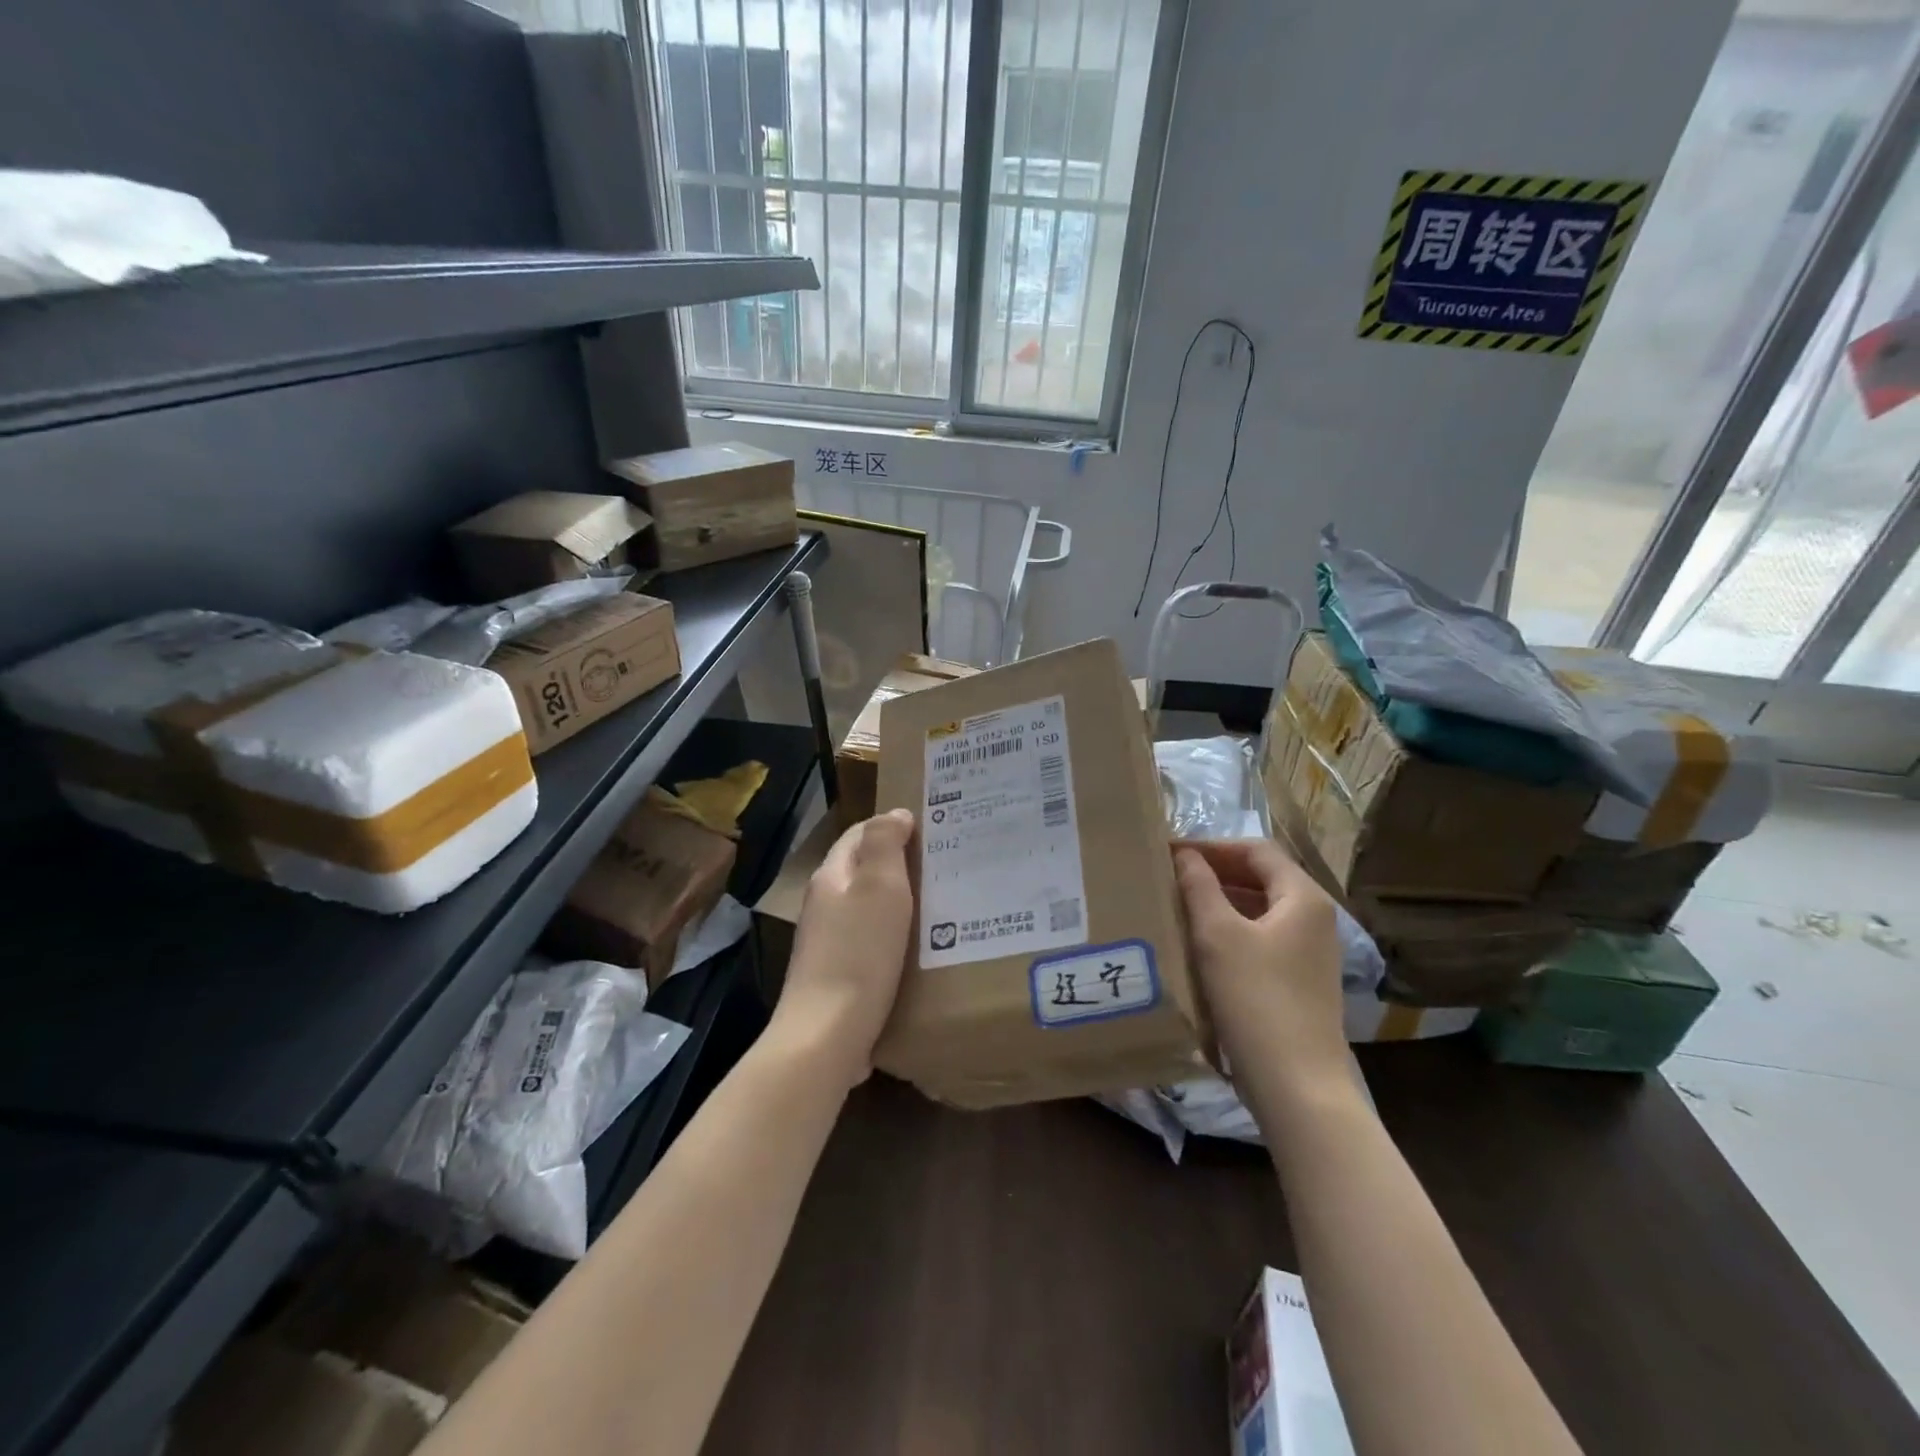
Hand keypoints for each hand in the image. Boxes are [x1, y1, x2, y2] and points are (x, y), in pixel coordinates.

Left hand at [777, 808, 915, 1087]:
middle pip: (862, 870)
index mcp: (831, 876)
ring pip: (868, 907)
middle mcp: (824, 904)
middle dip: (899, 862)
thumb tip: (895, 814)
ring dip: (899, 900)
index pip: (859, 834)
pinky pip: (871, 941)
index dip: (892, 825)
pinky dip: (895, 934)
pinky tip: (919, 947)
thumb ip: (885, 844)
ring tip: (940, 902)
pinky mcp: (838, 975)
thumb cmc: (859, 953)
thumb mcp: (879, 888)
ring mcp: (828, 942)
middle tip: (944, 864)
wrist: (827, 1036)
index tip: (933, 828)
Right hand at [1175, 839, 1348, 1097]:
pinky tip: (1199, 942)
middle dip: (1215, 871)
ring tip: (1177, 903)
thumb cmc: (1255, 998)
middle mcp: (1314, 918)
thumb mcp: (1217, 935)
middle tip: (1169, 874)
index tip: (1170, 851)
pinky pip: (1261, 938)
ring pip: (1259, 909)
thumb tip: (1184, 855)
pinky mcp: (1298, 980)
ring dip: (1220, 900)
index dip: (1212, 846)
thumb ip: (1199, 886)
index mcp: (1303, 897)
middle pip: (1261, 877)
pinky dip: (1230, 929)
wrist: (1296, 1084)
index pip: (1256, 850)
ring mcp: (1309, 952)